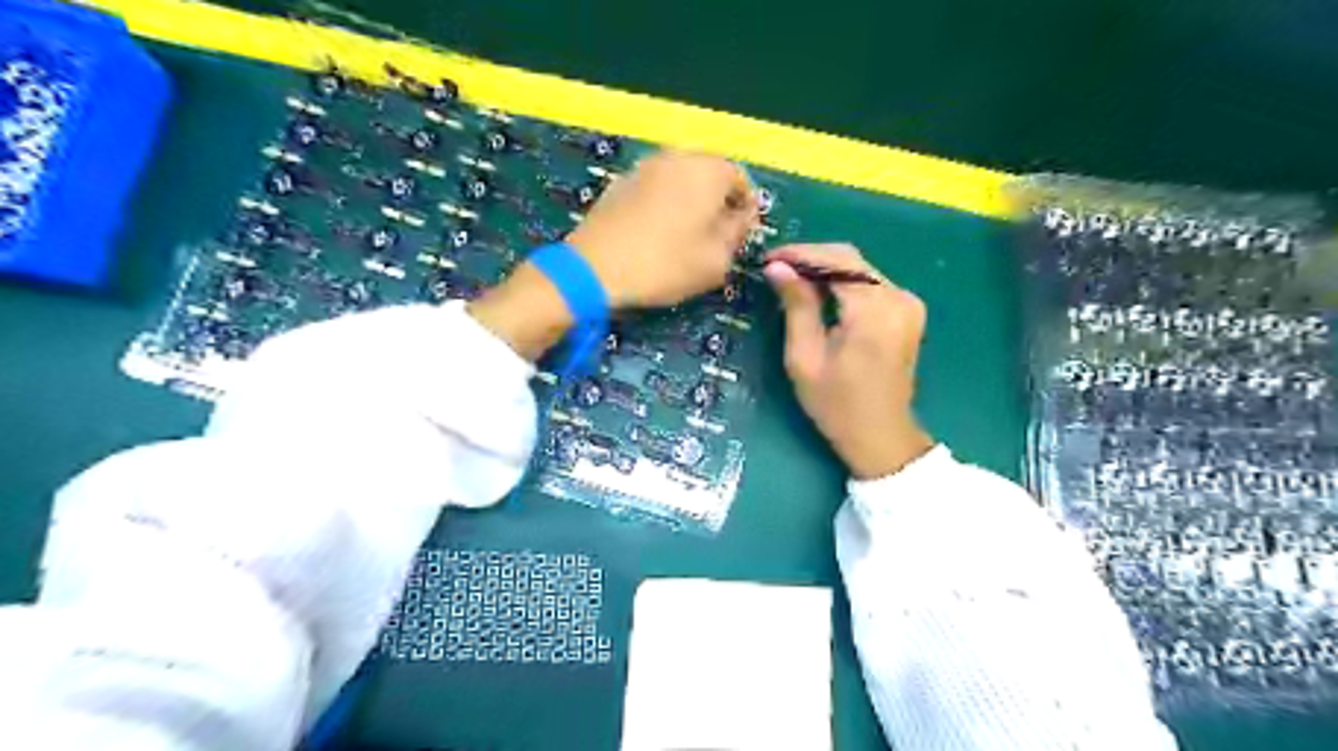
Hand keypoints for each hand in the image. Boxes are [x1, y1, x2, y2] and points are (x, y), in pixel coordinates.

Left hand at [473, 150, 755, 361]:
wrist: (594, 268)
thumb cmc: (665, 264)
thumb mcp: (717, 259)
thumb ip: (739, 232)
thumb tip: (743, 216)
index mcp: (708, 170)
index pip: (742, 180)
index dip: (745, 210)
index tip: (740, 237)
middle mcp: (677, 157)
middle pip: (710, 176)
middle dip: (717, 204)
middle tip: (714, 239)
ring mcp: (644, 167)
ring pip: (680, 181)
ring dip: (689, 204)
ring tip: (684, 238)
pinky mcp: (620, 182)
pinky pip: (654, 190)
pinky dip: (662, 206)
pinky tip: (655, 235)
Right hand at [762, 246, 931, 481]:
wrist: (880, 436)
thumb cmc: (836, 405)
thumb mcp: (805, 358)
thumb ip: (796, 307)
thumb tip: (777, 267)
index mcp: (874, 311)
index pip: (836, 261)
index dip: (800, 254)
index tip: (768, 258)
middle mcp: (898, 298)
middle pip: (851, 259)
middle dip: (811, 258)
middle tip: (776, 268)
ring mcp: (908, 304)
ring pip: (861, 269)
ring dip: (826, 269)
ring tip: (791, 278)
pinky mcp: (908, 312)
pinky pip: (871, 284)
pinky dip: (843, 282)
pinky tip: (818, 291)